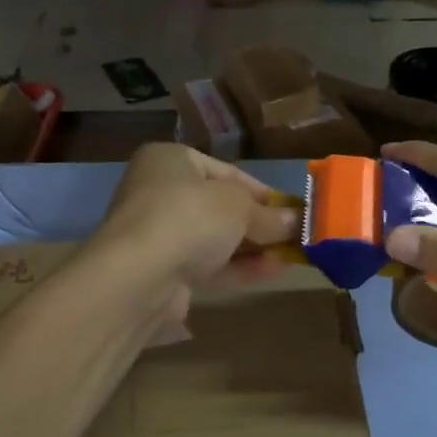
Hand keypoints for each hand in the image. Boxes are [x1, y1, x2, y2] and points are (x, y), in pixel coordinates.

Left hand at [88, 144, 298, 299]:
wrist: (140, 275)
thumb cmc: (190, 216)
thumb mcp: (239, 207)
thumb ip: (269, 215)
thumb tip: (296, 221)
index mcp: (170, 161)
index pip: (226, 172)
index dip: (263, 192)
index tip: (292, 209)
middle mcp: (160, 193)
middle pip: (220, 207)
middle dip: (260, 223)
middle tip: (295, 234)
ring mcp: (160, 235)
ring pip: (216, 239)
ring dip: (254, 247)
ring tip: (294, 255)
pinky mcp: (164, 272)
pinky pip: (209, 265)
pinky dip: (240, 267)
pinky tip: (276, 271)